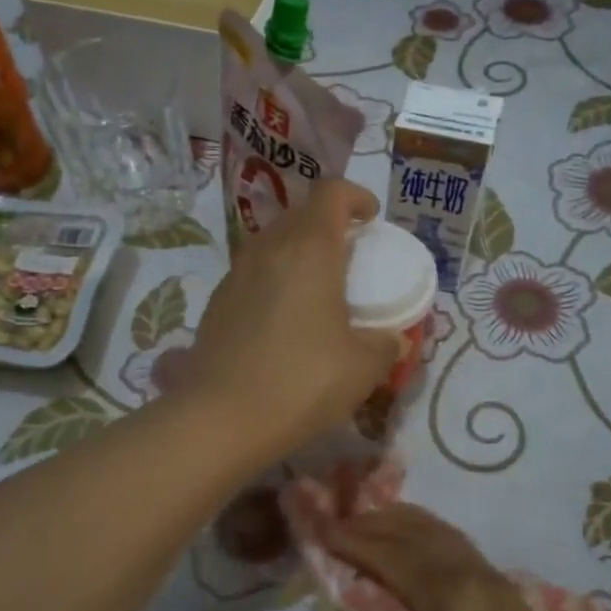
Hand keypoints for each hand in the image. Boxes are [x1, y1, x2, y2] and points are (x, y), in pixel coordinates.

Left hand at [185, 179, 398, 459]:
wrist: (220, 418)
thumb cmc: (301, 382)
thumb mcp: (363, 367)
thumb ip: (385, 344)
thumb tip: (392, 339)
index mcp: (309, 249)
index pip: (331, 192)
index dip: (355, 196)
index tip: (371, 220)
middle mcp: (268, 249)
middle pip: (300, 213)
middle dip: (328, 223)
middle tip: (350, 256)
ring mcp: (236, 273)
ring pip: (272, 241)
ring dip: (298, 250)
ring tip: (318, 287)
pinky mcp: (217, 301)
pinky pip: (253, 271)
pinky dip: (275, 278)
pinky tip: (284, 319)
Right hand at [321, 503, 605, 610]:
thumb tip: (406, 609)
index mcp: (453, 597)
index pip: (394, 555)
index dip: (355, 541)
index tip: (322, 529)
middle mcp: (482, 579)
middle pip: (425, 534)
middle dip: (382, 523)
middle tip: (344, 520)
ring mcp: (504, 591)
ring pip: (451, 539)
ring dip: (412, 527)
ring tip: (377, 523)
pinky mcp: (515, 609)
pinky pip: (468, 556)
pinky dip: (436, 544)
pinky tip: (422, 552)